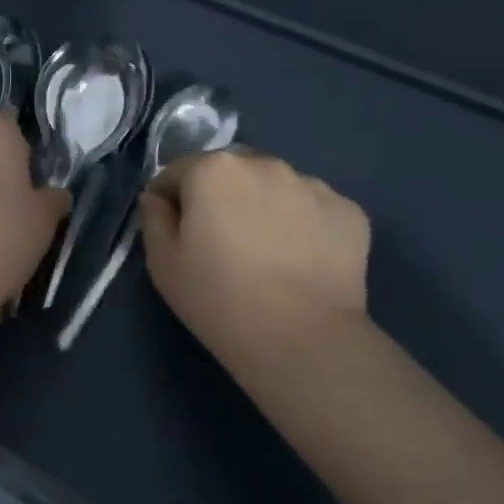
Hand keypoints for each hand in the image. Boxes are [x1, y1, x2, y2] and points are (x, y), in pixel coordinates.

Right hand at [140, 150, 370, 364]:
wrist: (304, 340)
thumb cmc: (220, 299)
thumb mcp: (163, 264)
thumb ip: (154, 219)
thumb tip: (157, 198)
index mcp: (213, 169)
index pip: (177, 172)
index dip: (170, 201)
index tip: (175, 233)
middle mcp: (263, 163)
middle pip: (229, 172)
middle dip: (221, 196)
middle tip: (223, 242)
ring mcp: (312, 184)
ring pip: (275, 186)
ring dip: (264, 205)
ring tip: (268, 253)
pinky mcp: (349, 211)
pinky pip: (314, 208)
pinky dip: (305, 224)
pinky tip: (302, 261)